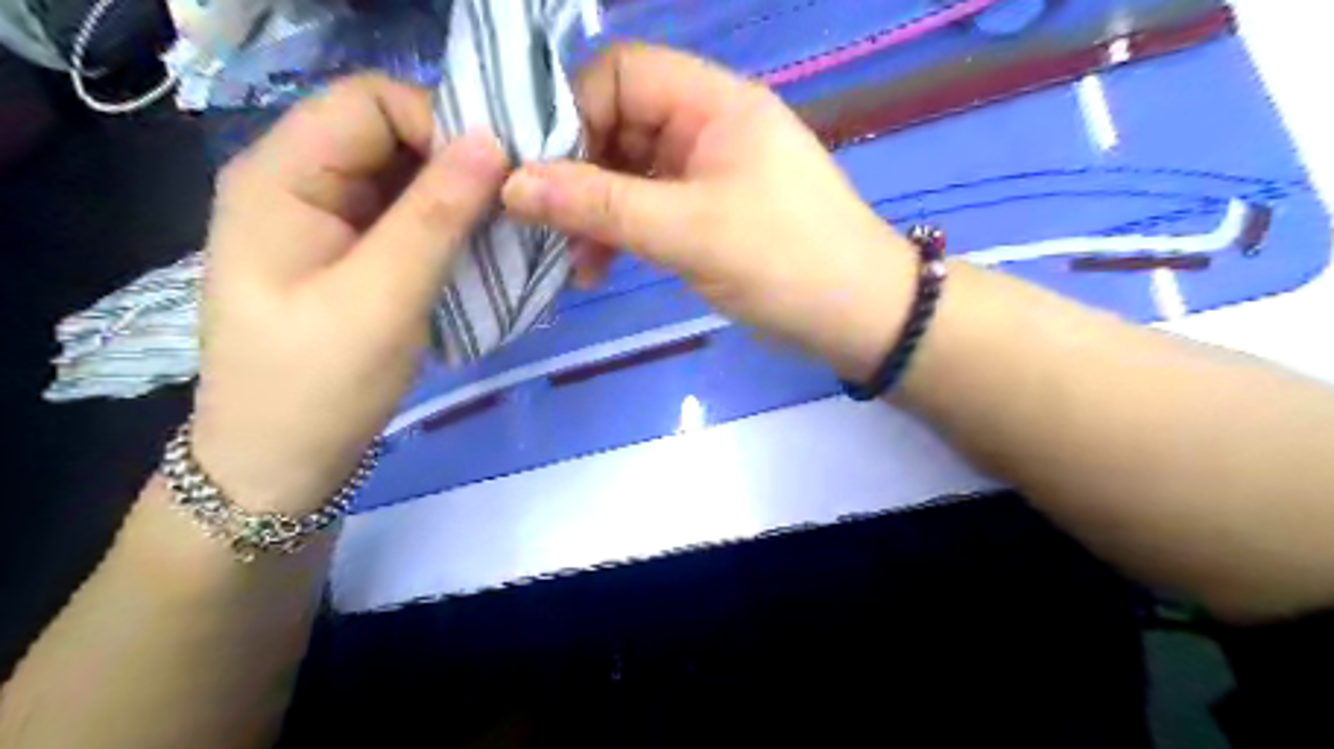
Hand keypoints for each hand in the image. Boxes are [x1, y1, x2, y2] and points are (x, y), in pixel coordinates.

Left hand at [193, 74, 512, 514]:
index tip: (498, 179)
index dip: (439, 124)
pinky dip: (451, 228)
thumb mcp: (382, 298)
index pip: (371, 101)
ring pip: (407, 178)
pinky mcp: (353, 254)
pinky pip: (409, 218)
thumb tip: (494, 141)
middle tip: (516, 208)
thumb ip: (436, 216)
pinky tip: (482, 253)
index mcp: (283, 176)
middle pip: (391, 135)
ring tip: (509, 233)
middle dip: (459, 163)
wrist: (282, 462)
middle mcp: (301, 182)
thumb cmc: (318, 384)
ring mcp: (328, 220)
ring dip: (461, 199)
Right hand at [500, 44, 917, 380]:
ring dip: (596, 214)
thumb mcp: (688, 232)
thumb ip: (601, 206)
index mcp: (713, 104)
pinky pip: (649, 209)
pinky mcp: (709, 213)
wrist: (858, 317)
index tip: (538, 173)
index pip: (620, 75)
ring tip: (575, 264)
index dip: (572, 114)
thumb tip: (513, 184)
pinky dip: (622, 234)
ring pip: (629, 174)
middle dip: (578, 176)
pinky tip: (600, 268)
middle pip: (618, 126)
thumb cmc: (784, 262)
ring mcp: (708, 172)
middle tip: (546, 227)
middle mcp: (707, 126)